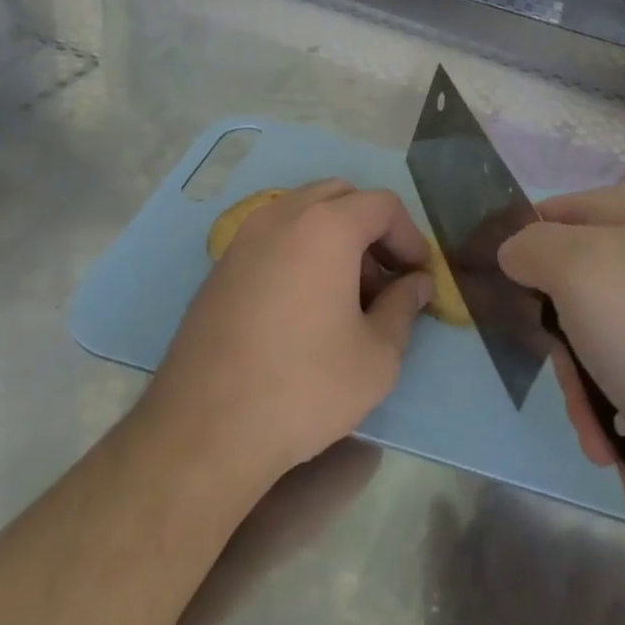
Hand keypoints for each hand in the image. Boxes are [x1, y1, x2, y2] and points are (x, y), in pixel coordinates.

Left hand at [142, 180, 432, 486]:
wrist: (206, 428)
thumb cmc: (304, 387)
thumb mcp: (377, 356)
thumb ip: (404, 307)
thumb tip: (416, 284)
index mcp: (325, 226)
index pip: (382, 205)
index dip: (410, 236)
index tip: (419, 276)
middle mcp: (282, 216)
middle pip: (341, 197)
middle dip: (372, 230)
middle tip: (385, 280)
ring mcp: (245, 237)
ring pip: (304, 213)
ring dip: (336, 238)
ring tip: (347, 295)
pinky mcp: (221, 264)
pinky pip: (274, 236)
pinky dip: (301, 250)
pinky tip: (305, 304)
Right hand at [498, 182, 624, 522]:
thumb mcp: (581, 272)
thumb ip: (530, 248)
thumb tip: (514, 254)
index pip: (542, 219)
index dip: (518, 263)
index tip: (510, 317)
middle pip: (571, 297)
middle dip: (565, 360)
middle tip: (576, 399)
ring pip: (603, 352)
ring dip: (596, 407)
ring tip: (612, 450)